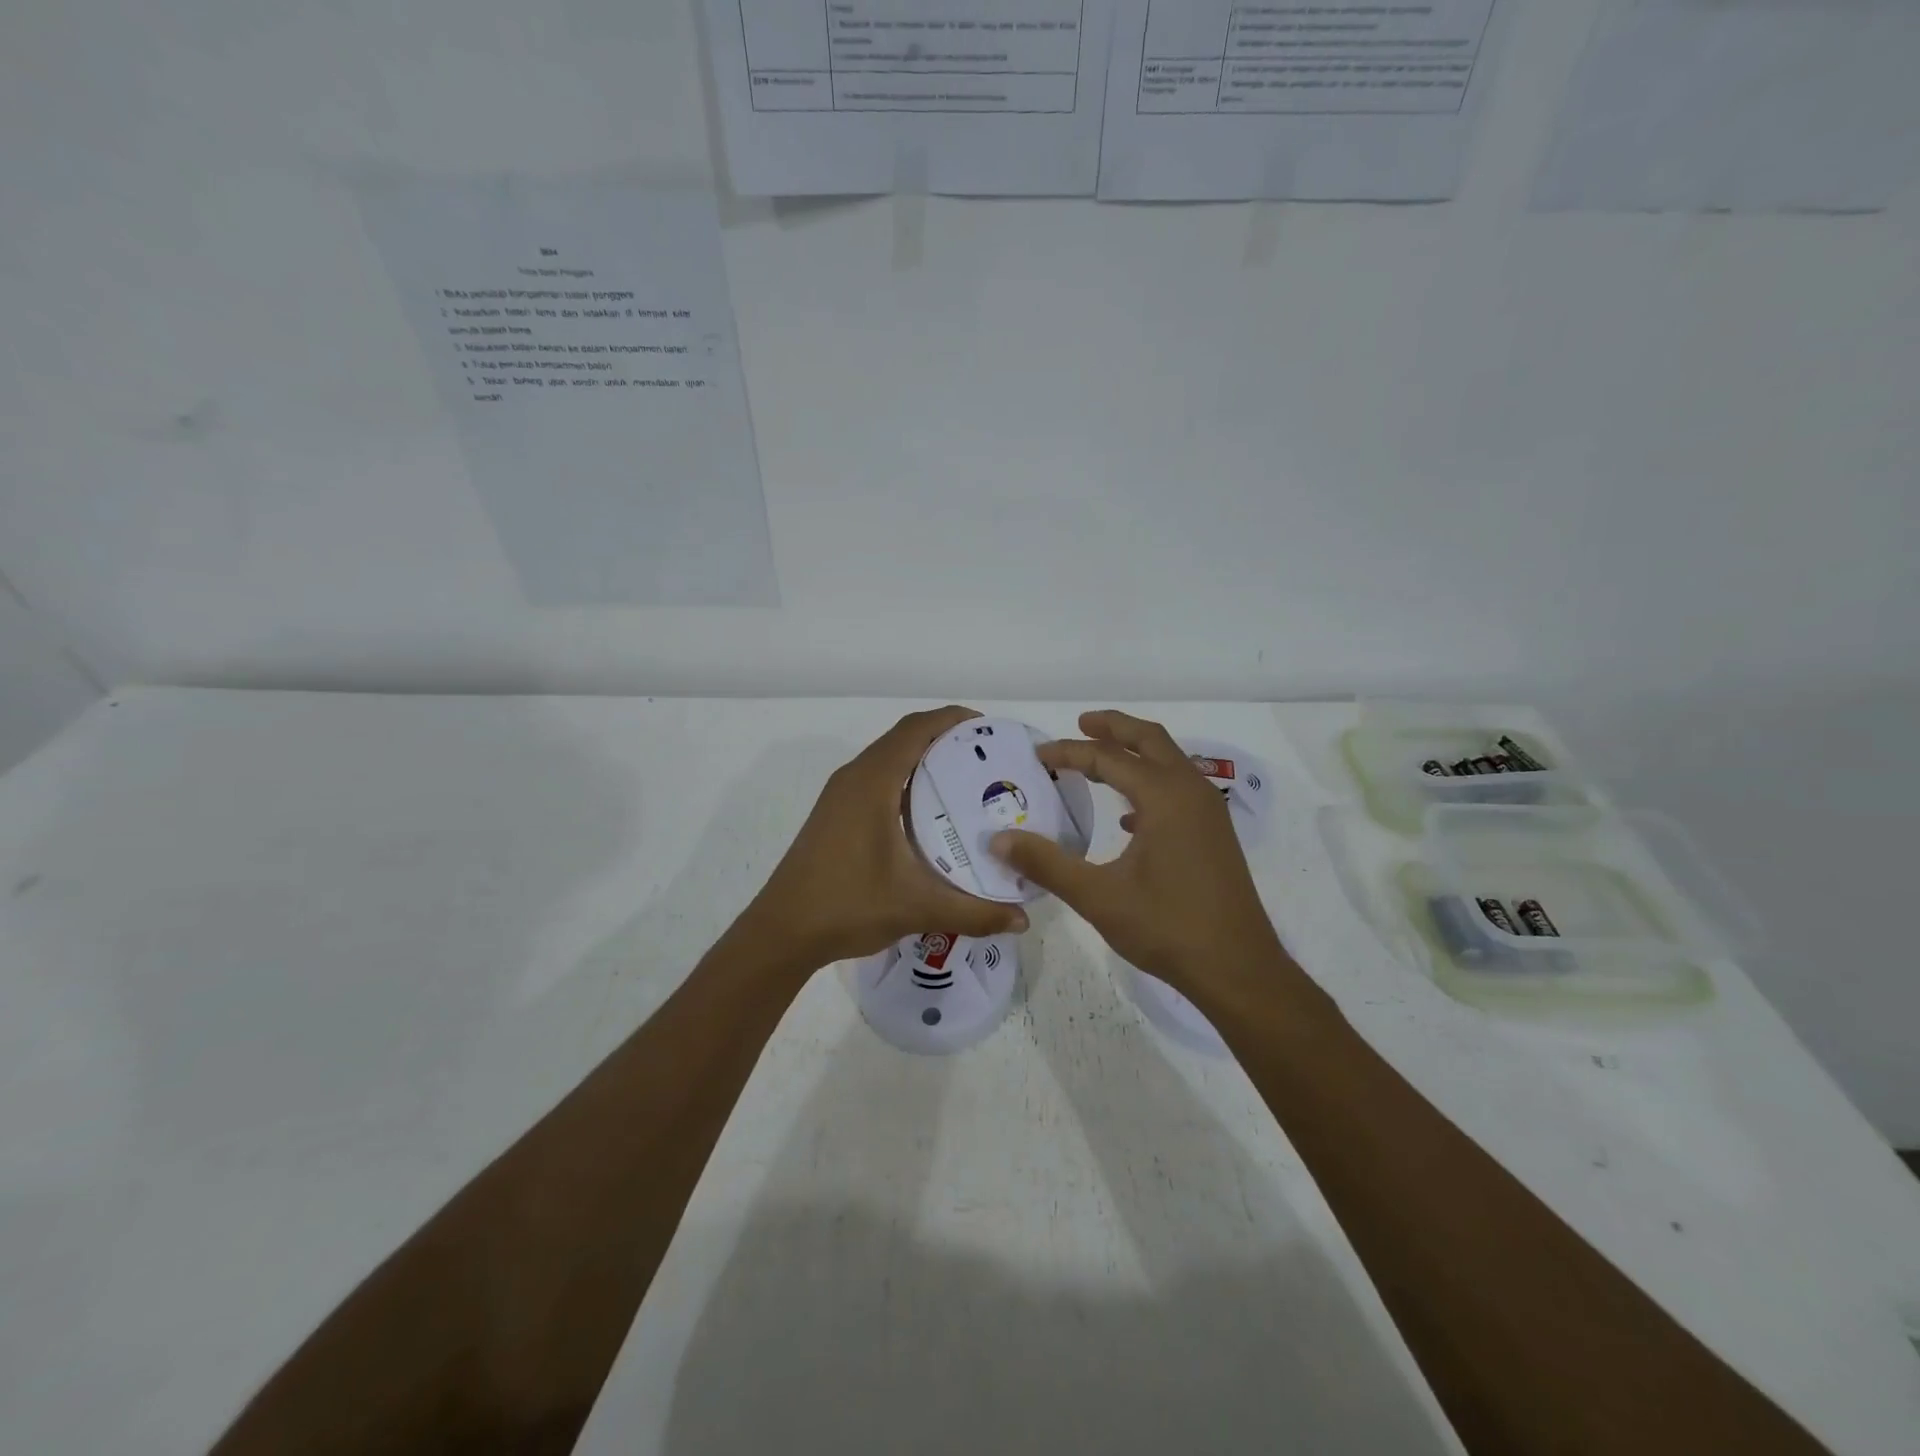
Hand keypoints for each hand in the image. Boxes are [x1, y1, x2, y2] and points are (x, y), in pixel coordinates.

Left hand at [744, 706, 1029, 971]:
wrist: (782, 932)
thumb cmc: (847, 906)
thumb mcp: (917, 907)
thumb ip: (974, 912)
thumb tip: (1023, 919)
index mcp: (872, 782)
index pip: (916, 729)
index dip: (953, 719)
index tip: (991, 729)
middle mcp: (854, 778)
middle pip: (904, 737)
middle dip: (946, 738)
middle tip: (989, 758)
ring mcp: (840, 796)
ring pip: (888, 758)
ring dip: (924, 759)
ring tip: (967, 780)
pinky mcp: (835, 814)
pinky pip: (877, 779)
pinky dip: (907, 780)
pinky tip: (930, 813)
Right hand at [989, 710, 1291, 997]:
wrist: (1237, 968)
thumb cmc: (1167, 927)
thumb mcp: (1098, 896)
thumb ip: (1046, 864)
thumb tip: (998, 839)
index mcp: (1164, 796)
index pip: (1108, 758)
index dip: (1070, 753)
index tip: (1039, 756)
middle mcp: (1191, 792)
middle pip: (1150, 740)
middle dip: (1114, 728)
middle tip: (1080, 725)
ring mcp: (1208, 813)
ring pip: (1170, 762)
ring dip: (1135, 754)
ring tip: (1099, 761)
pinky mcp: (1214, 835)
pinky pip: (1180, 791)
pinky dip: (1151, 785)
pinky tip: (1128, 818)